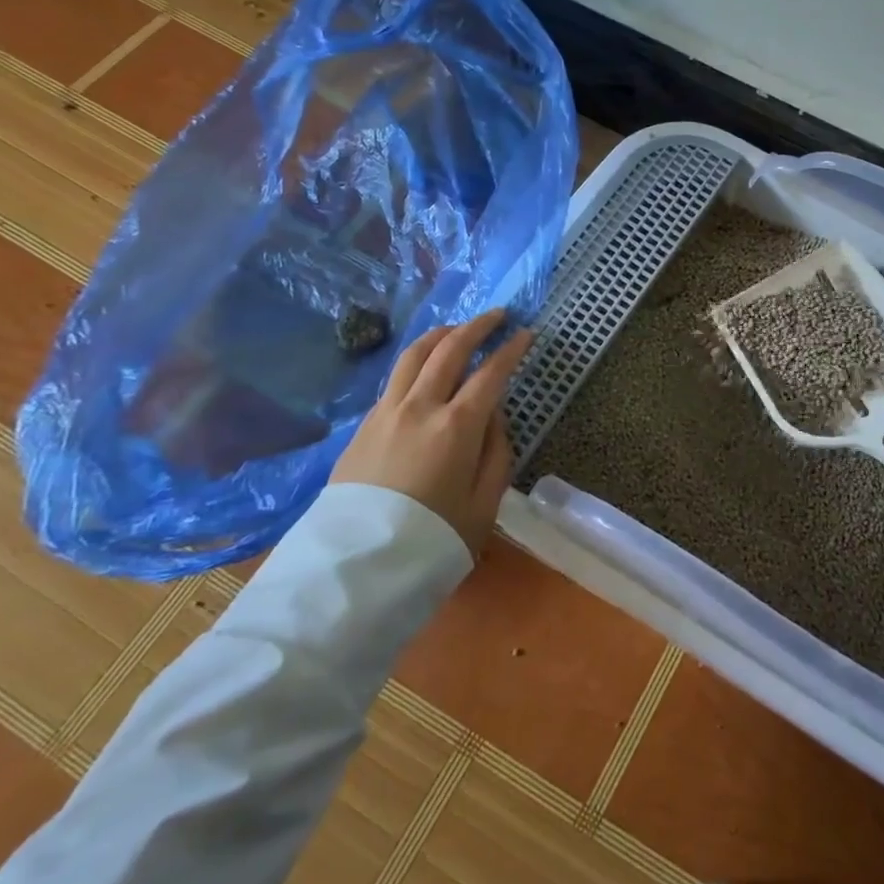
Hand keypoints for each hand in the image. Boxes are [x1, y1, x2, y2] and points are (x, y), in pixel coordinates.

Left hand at [330, 310, 533, 554]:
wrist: (357, 568)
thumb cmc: (433, 540)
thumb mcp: (484, 504)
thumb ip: (496, 453)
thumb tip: (494, 417)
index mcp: (457, 427)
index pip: (491, 373)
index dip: (511, 349)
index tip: (526, 332)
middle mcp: (420, 407)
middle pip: (450, 350)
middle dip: (477, 326)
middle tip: (497, 315)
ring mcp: (386, 413)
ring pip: (414, 356)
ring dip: (440, 335)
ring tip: (457, 328)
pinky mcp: (363, 426)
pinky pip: (394, 379)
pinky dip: (416, 361)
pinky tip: (424, 369)